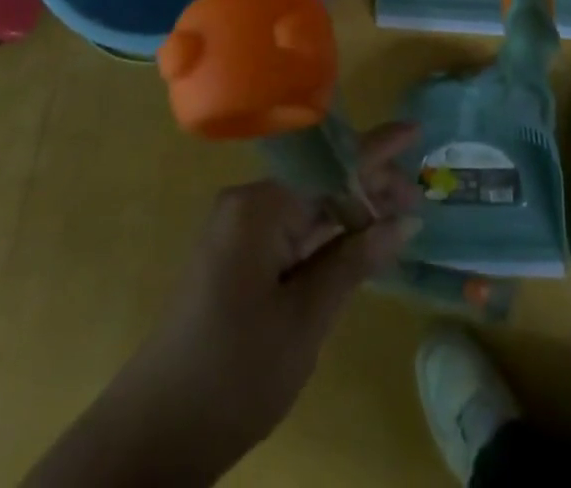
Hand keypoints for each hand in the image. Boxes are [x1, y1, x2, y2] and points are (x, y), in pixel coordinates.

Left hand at [80, 122, 422, 480]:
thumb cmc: (234, 373)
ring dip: (350, 213)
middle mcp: (246, 205)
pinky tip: (357, 242)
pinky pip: (290, 232)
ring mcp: (238, 232)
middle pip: (319, 181)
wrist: (153, 437)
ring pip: (307, 208)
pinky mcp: (236, 259)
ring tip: (398, 218)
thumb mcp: (305, 319)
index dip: (375, 149)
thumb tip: (403, 221)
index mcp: (259, 207)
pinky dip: (326, 237)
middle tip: (417, 202)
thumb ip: (354, 261)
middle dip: (368, 187)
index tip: (414, 133)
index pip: (329, 164)